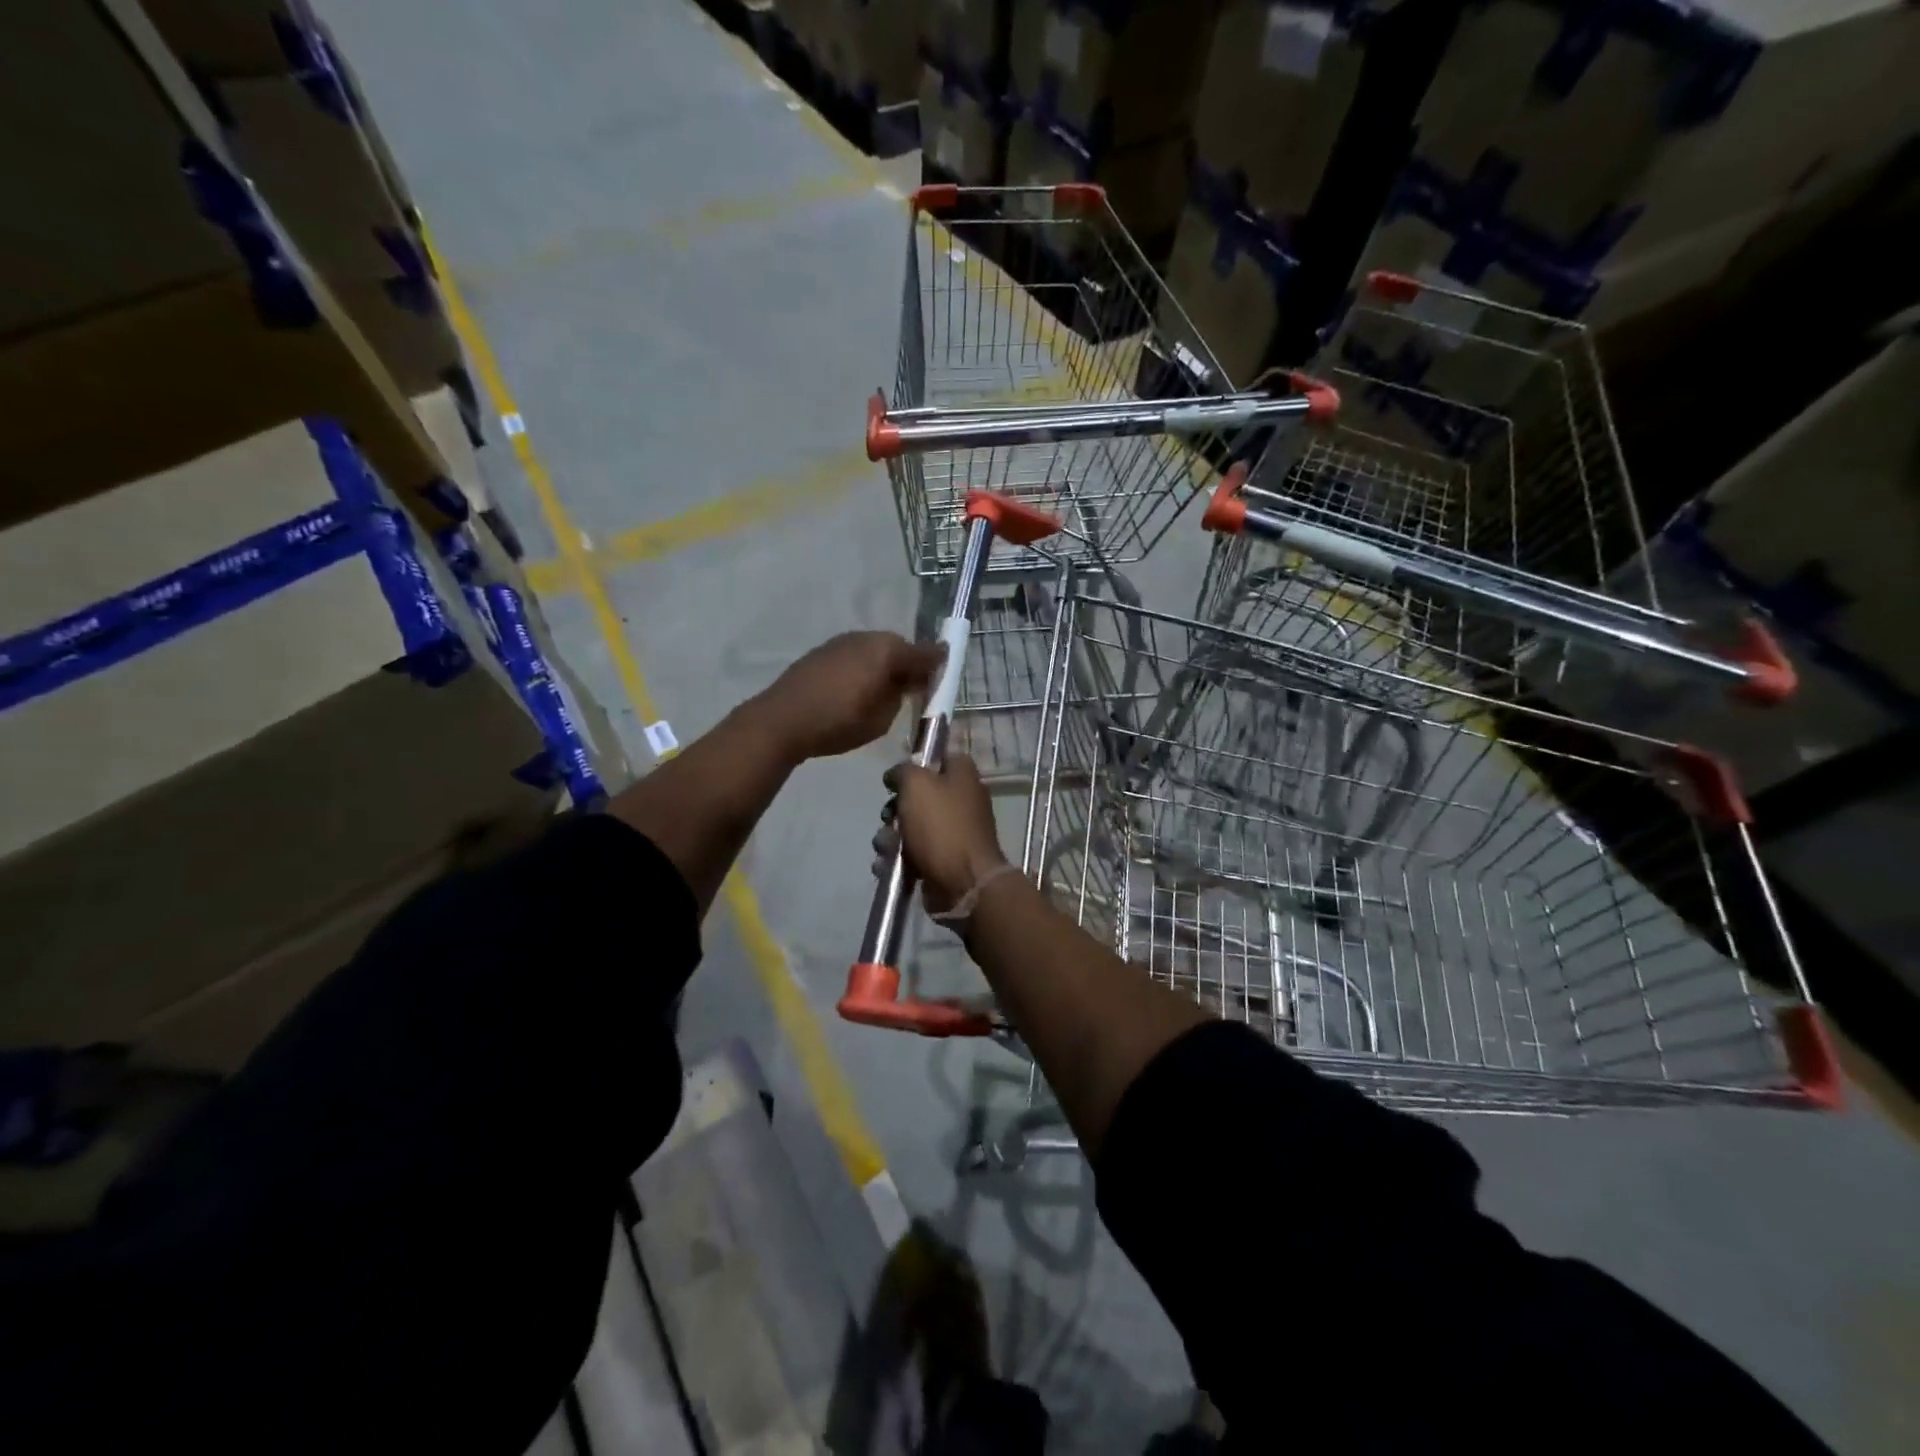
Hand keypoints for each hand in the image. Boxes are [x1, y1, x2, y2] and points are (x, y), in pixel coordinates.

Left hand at [757, 631, 943, 761]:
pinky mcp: (822, 651)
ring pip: (875, 649)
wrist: (782, 720)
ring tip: (886, 690)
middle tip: (915, 687)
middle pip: (898, 647)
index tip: (946, 672)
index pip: (924, 653)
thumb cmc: (838, 722)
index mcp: (887, 650)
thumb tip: (902, 684)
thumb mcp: (881, 719)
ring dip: (884, 664)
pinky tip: (858, 687)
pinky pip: (855, 654)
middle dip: (909, 664)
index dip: (938, 664)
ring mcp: (842, 641)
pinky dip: (864, 666)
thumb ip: (899, 696)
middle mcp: (866, 637)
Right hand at [874, 755, 1007, 914]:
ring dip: (890, 837)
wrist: (963, 882)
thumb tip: (896, 775)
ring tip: (888, 847)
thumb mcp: (917, 784)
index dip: (919, 763)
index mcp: (963, 777)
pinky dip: (897, 860)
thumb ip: (903, 771)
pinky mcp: (941, 861)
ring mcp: (952, 833)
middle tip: (889, 816)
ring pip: (910, 827)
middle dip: (895, 807)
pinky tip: (887, 866)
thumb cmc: (941, 825)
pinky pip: (911, 854)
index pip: (943, 757)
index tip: (898, 775)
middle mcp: (961, 802)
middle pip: (919, 796)